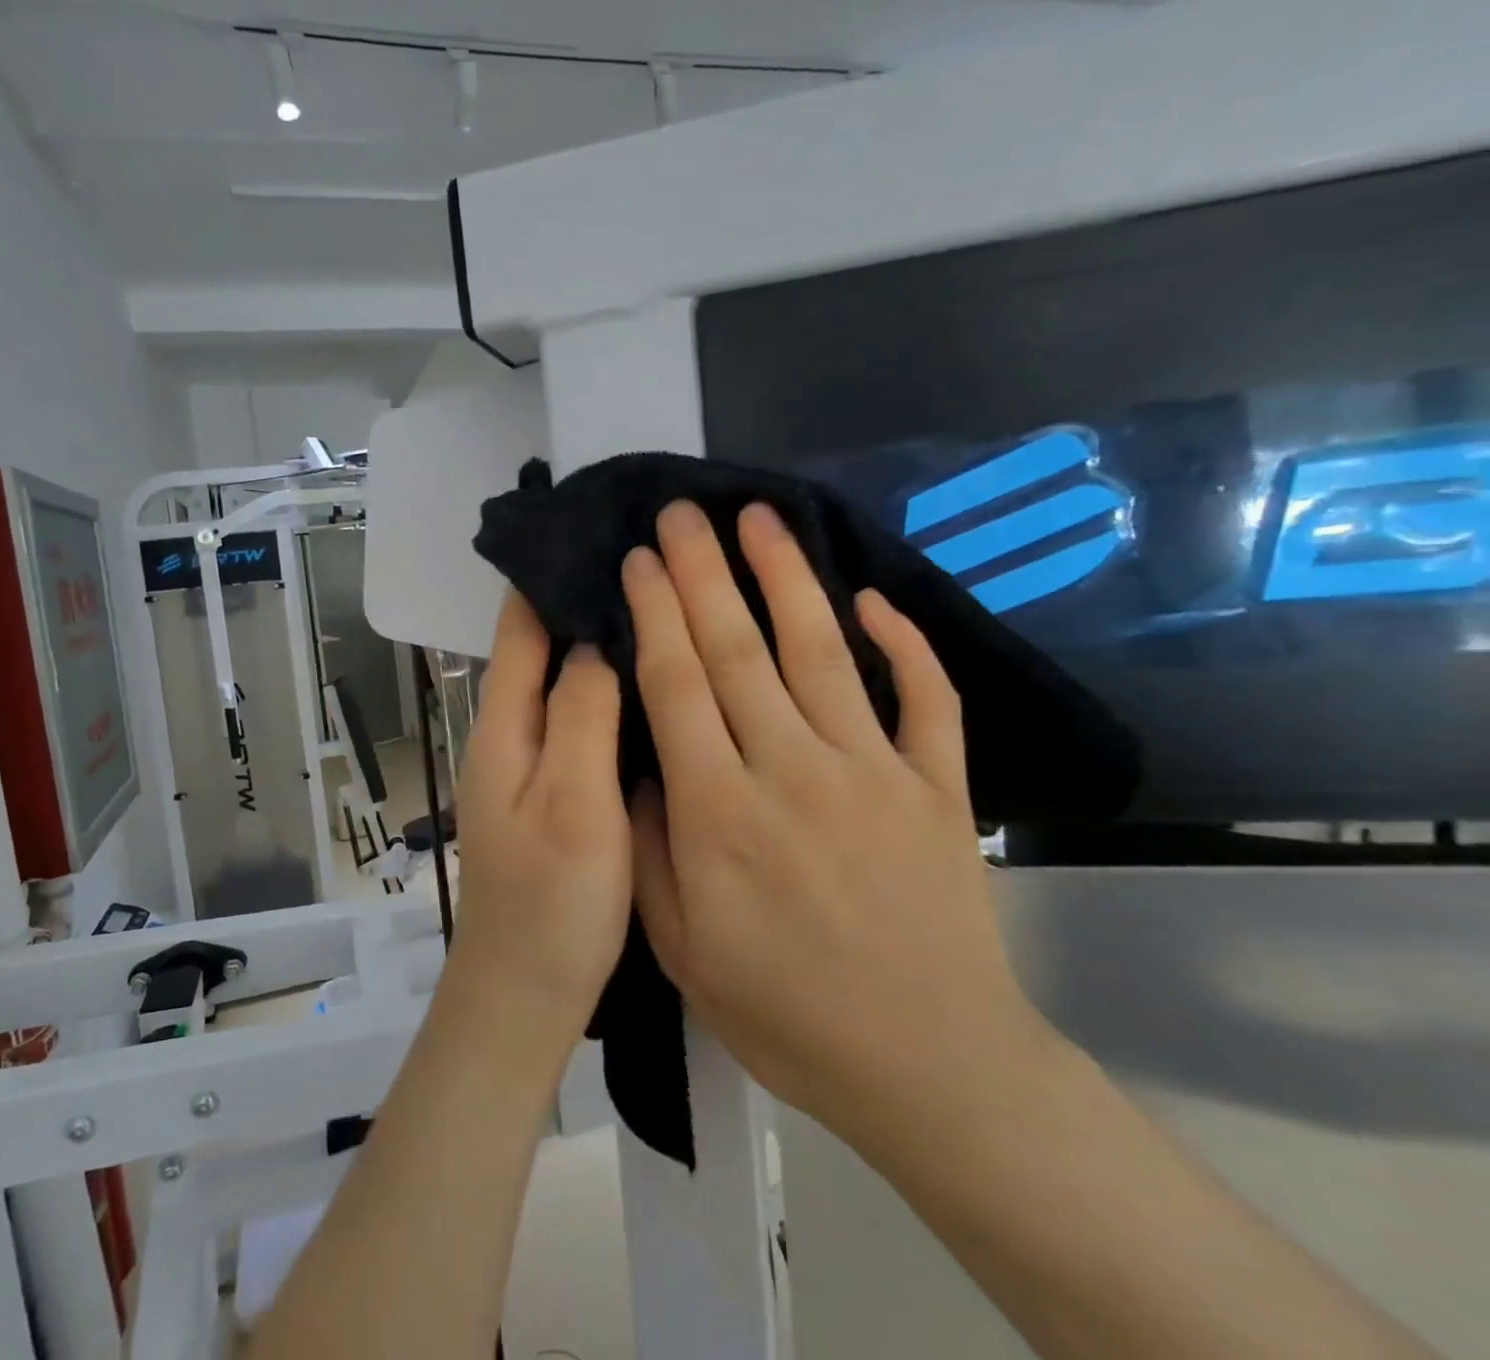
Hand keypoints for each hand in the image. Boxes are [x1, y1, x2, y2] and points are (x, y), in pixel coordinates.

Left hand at [450, 590, 631, 1032]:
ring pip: (562, 686)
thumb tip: (592, 639)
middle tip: (654, 564)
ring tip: (661, 609)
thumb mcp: (573, 800)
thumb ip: (580, 713)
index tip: (604, 532)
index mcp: (504, 726)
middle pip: (540, 649)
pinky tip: (650, 688)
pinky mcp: (553, 794)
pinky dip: (605, 694)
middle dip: (583, 603)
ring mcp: (530, 766)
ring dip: (597, 647)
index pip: (519, 626)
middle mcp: (508, 735)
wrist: (526, 996)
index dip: (551, 575)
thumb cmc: (551, 903)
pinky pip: (578, 724)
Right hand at [622, 501, 1052, 1153]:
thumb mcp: (682, 950)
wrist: (929, 1068)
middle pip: (739, 650)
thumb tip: (640, 765)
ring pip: (822, 652)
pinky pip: (925, 698)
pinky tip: (874, 597)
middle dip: (704, 572)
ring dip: (787, 577)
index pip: (678, 685)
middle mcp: (794, 772)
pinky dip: (903, 643)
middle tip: (684, 512)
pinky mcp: (940, 788)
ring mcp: (876, 773)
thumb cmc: (788, 1015)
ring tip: (760, 518)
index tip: (639, 559)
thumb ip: (650, 849)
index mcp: (722, 814)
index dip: (655, 613)